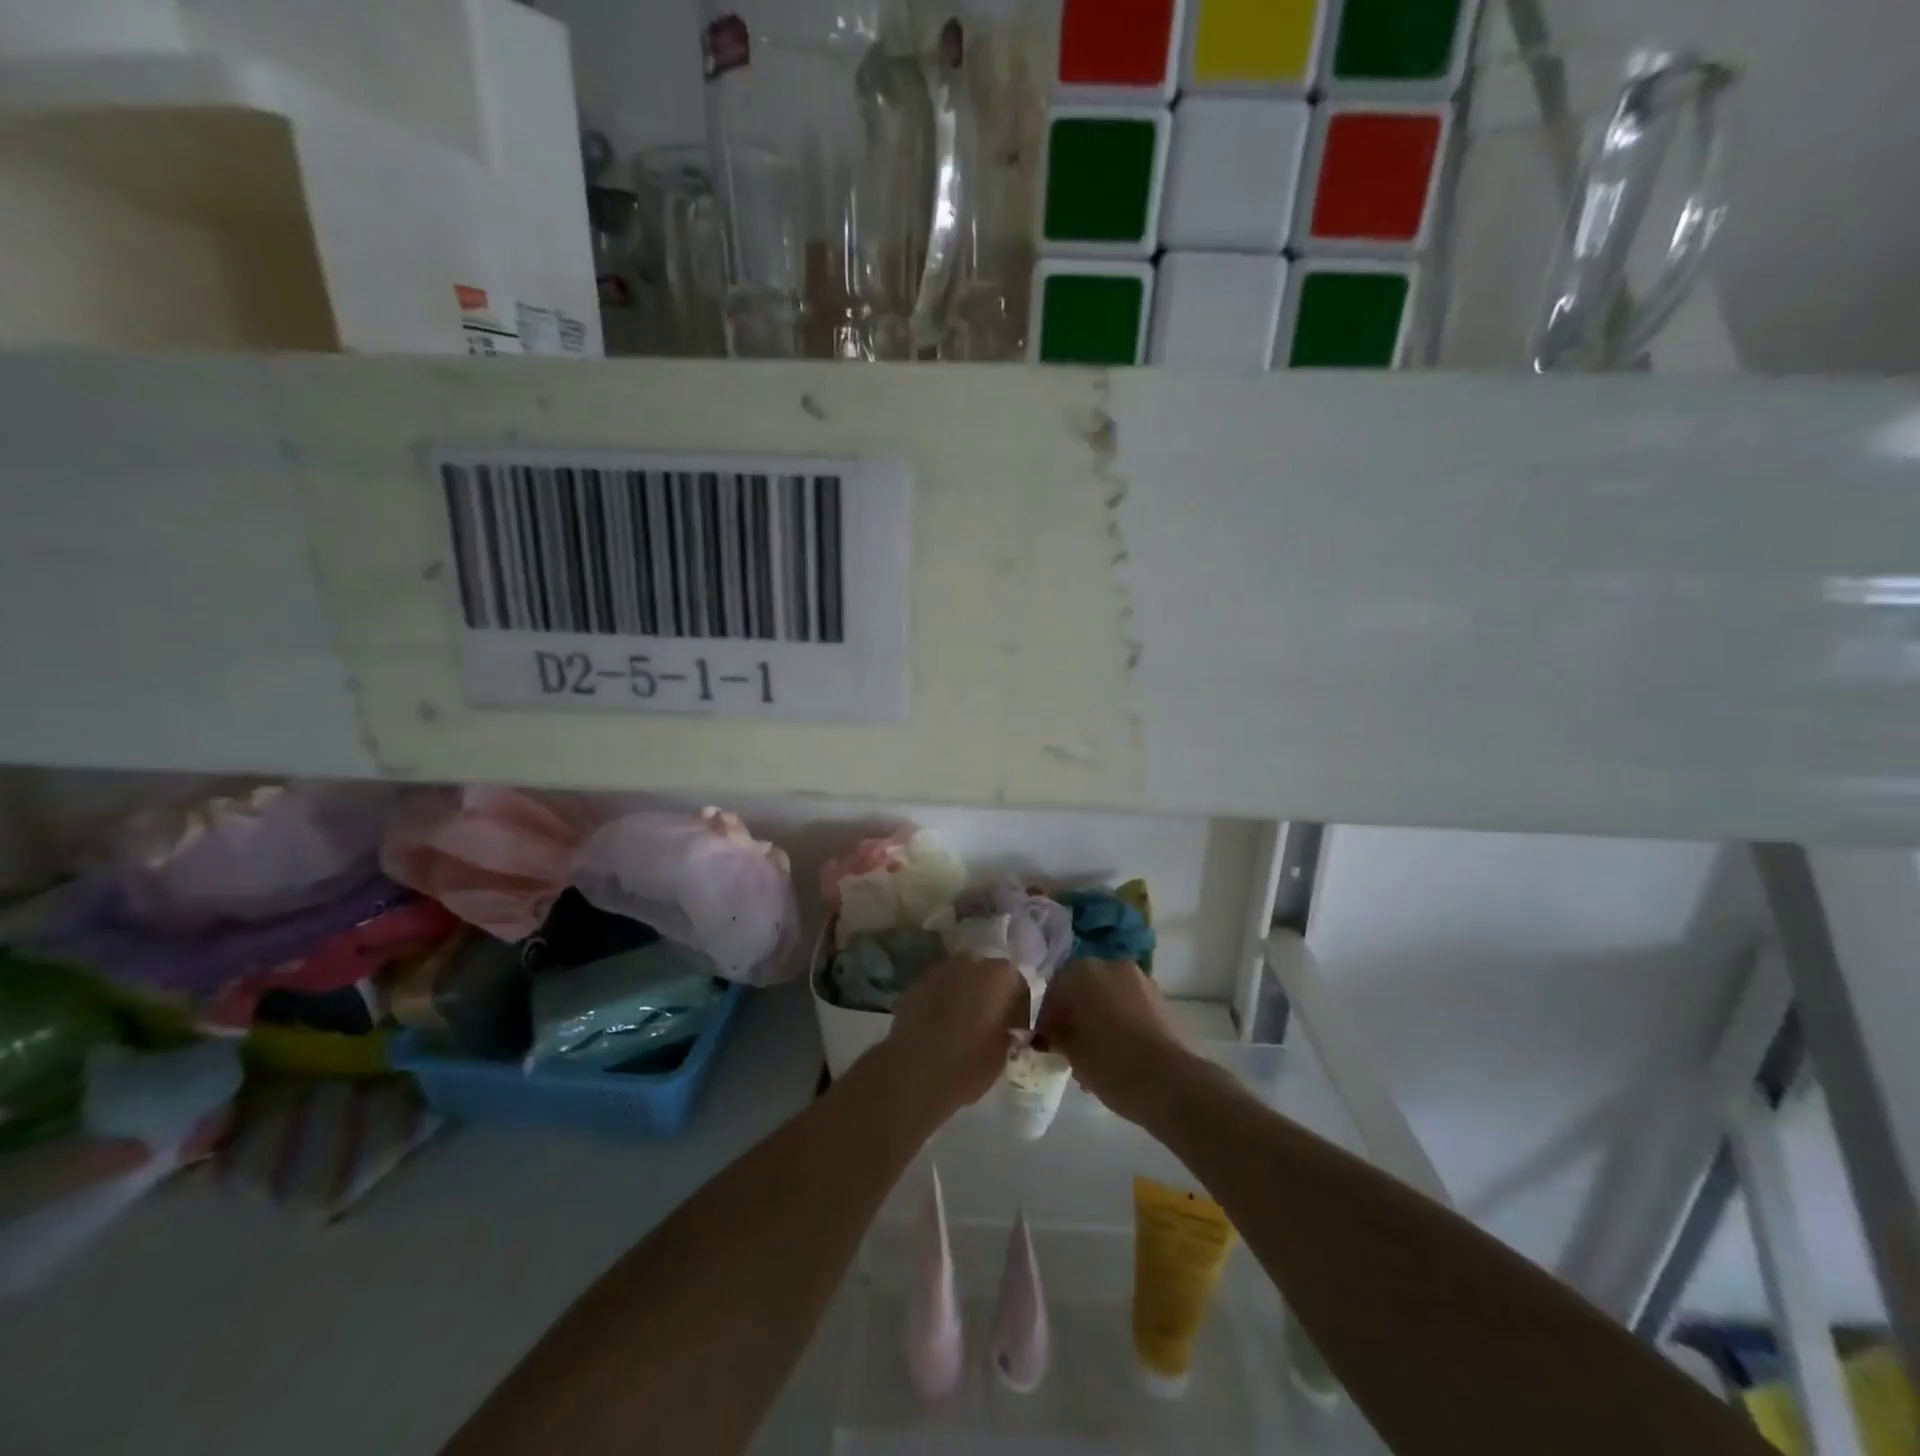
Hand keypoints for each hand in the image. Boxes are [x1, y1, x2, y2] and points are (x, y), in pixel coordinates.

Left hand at [883, 956, 1029, 1121]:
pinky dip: (943, 1002)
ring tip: (963, 1027)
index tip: (1015, 1032)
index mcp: (1000, 975)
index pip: (1018, 986)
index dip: (1019, 1010)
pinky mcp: (916, 983)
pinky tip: (939, 1028)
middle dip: (990, 997)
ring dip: (965, 996)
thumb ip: (1009, 1035)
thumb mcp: (1002, 1055)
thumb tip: (1007, 1031)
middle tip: (990, 1026)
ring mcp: (940, 970)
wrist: (913, 1071)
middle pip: (987, 976)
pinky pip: (938, 990)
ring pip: (961, 980)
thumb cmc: (968, 1064)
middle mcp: (971, 962)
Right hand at [1033, 958, 1187, 1127]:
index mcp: (1083, 971)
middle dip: (1074, 1014)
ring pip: (1107, 995)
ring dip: (1097, 1017)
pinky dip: (1119, 1020)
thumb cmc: (1110, 1063)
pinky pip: (1128, 1004)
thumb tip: (1051, 1033)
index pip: (1055, 989)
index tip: (1045, 1042)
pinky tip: (1118, 1051)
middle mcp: (1111, 965)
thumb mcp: (1072, 1052)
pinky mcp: (1160, 998)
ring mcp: (1139, 979)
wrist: (1170, 1082)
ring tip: (1095, 1054)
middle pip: (1082, 988)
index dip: (1047, 1016)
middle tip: (1068, 1047)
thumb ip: (1056, 1035)